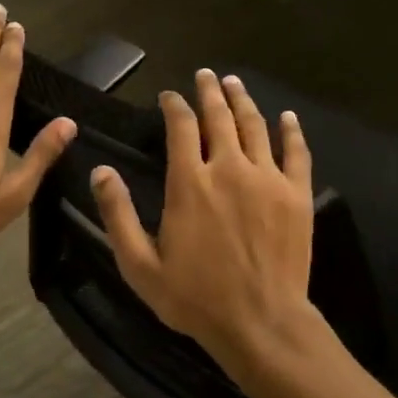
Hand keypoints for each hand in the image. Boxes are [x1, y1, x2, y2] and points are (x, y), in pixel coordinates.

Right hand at [90, 69, 316, 374]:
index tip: (169, 96)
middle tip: (206, 75)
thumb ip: (118, 215)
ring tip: (234, 83)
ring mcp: (268, 178)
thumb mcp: (140, 265)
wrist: (261, 323)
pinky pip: (296, 152)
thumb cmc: (196, 298)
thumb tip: (101, 171)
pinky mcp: (297, 194)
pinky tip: (287, 117)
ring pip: (255, 126)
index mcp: (190, 182)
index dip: (174, 105)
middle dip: (210, 91)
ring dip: (243, 100)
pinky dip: (291, 131)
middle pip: (220, 116)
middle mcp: (229, 168)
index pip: (181, 127)